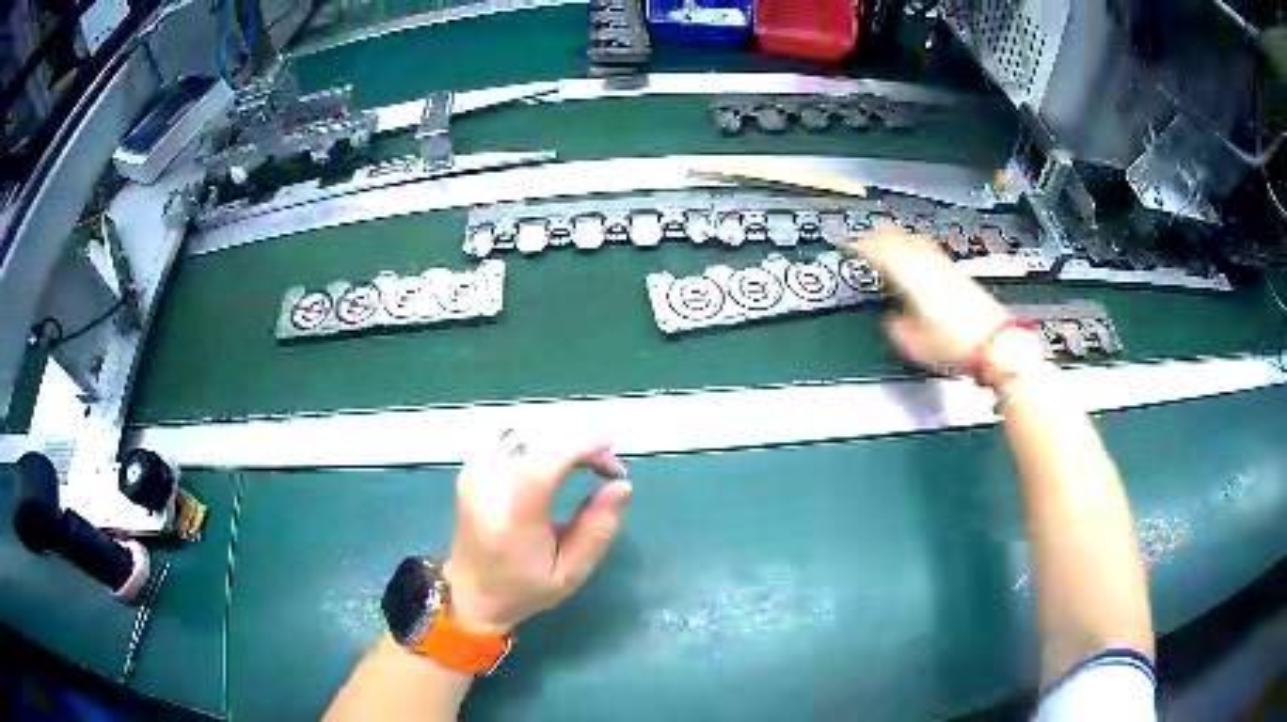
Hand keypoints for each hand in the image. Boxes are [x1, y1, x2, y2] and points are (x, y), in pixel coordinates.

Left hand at [443, 432, 632, 634]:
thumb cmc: (524, 589)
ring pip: (526, 431)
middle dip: (580, 444)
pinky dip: (538, 440)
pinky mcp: (471, 467)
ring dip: (561, 440)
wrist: (470, 593)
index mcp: (514, 517)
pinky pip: (509, 436)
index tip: (613, 462)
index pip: (546, 463)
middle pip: (540, 439)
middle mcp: (489, 485)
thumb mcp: (570, 574)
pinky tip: (553, 458)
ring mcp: (475, 471)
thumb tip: (622, 486)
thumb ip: (597, 530)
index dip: (584, 449)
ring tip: (584, 462)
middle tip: (606, 469)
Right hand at [841, 228, 1038, 381]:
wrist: (995, 342)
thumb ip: (896, 327)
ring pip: (913, 239)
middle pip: (897, 239)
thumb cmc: (957, 344)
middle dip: (875, 237)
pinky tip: (912, 255)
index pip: (881, 251)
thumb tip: (891, 320)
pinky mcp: (956, 271)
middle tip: (860, 240)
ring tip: (883, 241)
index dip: (861, 246)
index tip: (847, 244)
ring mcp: (944, 265)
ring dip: (894, 238)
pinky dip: (911, 245)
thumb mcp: (914, 345)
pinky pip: (926, 248)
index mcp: (912, 278)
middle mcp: (927, 265)